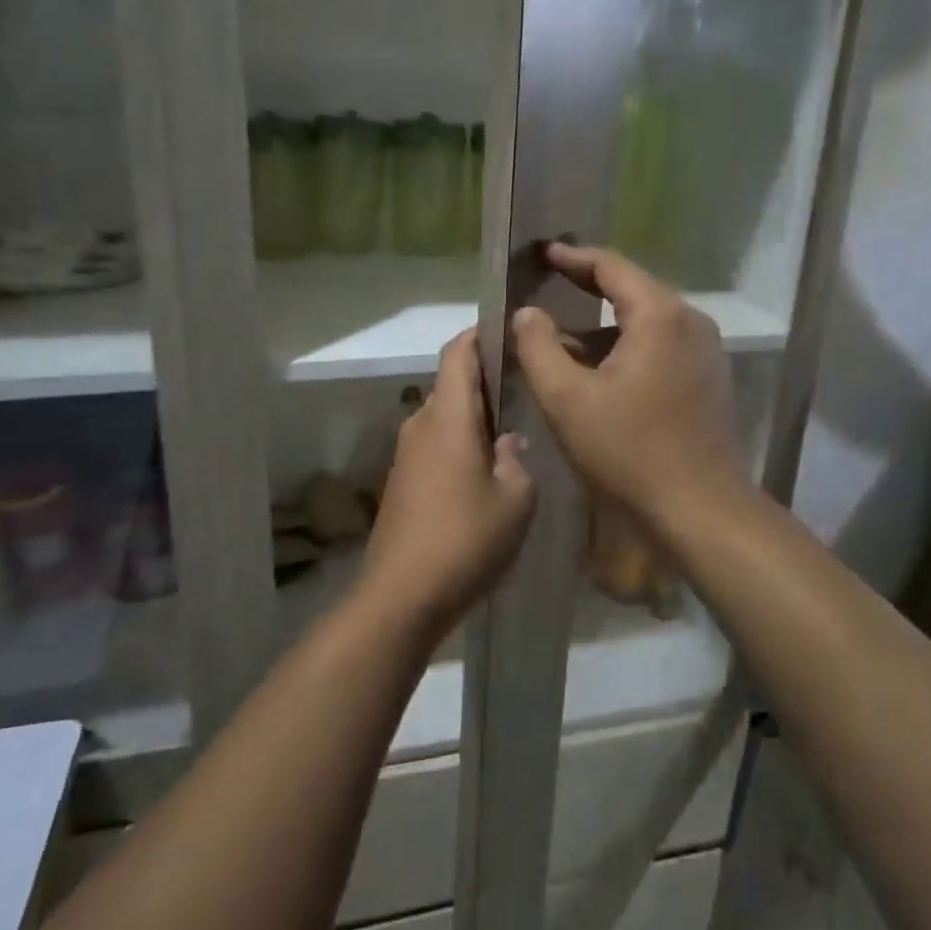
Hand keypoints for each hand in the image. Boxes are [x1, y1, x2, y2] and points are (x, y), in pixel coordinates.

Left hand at [363, 330, 536, 631]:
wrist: (402, 596)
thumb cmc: (465, 539)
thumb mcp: (516, 499)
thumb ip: (516, 460)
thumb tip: (506, 442)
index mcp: (447, 417)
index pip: (458, 352)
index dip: (481, 334)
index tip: (512, 333)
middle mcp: (420, 425)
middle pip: (452, 384)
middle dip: (487, 379)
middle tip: (528, 388)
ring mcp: (406, 454)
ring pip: (445, 417)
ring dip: (475, 416)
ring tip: (515, 430)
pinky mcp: (402, 482)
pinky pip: (435, 444)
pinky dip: (461, 442)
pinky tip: (487, 470)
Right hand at [510, 243, 745, 520]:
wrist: (700, 510)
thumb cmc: (629, 450)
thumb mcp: (567, 398)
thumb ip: (538, 347)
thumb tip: (527, 313)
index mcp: (660, 315)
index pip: (611, 266)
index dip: (571, 257)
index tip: (540, 253)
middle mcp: (690, 322)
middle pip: (632, 290)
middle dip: (586, 287)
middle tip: (547, 282)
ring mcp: (705, 352)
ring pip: (645, 323)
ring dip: (602, 326)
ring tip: (560, 334)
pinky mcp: (706, 380)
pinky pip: (659, 348)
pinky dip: (624, 348)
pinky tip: (595, 371)